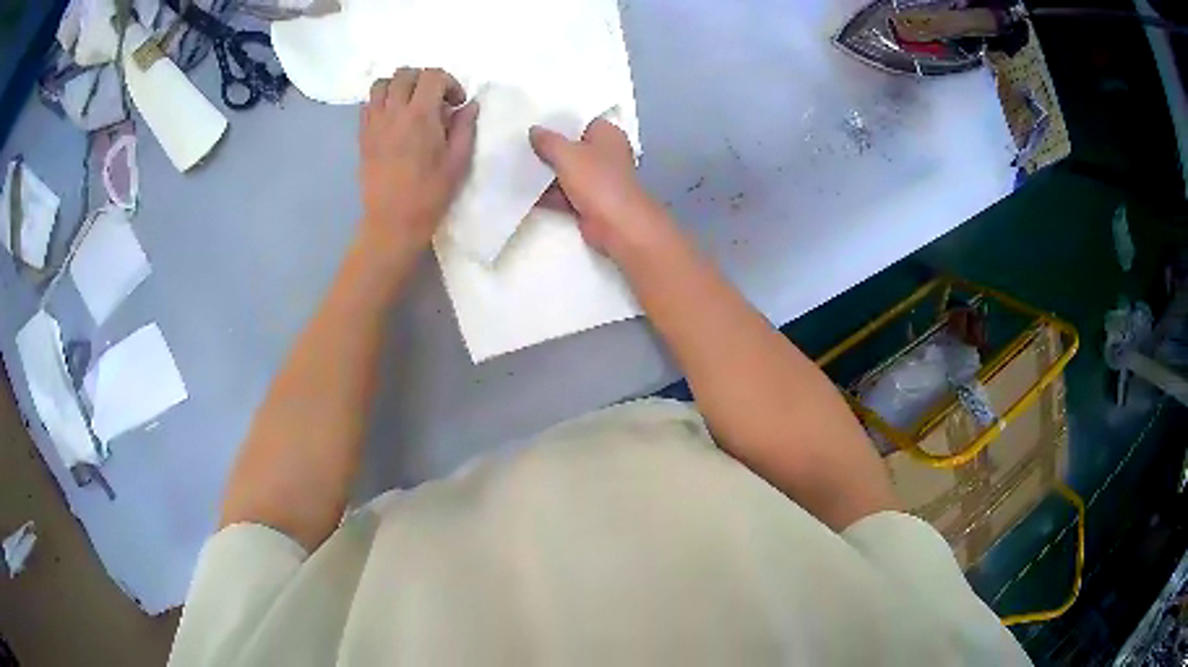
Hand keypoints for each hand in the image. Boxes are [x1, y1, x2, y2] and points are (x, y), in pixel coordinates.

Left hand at [359, 67, 478, 258]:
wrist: (392, 222)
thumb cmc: (430, 194)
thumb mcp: (458, 161)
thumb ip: (464, 127)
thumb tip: (469, 106)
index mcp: (421, 116)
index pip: (433, 75)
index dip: (449, 83)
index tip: (456, 103)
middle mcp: (394, 112)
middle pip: (405, 73)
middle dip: (424, 79)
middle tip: (434, 100)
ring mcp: (374, 123)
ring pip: (381, 84)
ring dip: (398, 86)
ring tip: (410, 104)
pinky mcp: (362, 136)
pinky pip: (367, 105)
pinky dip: (381, 102)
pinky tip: (393, 119)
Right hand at [530, 119, 668, 259]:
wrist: (615, 224)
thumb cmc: (596, 180)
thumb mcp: (567, 154)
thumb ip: (548, 141)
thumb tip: (534, 131)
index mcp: (608, 134)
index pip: (582, 122)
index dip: (560, 122)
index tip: (535, 122)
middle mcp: (605, 154)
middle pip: (572, 147)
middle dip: (548, 148)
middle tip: (519, 142)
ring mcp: (598, 179)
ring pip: (567, 171)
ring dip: (546, 172)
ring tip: (515, 164)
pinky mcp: (589, 201)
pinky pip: (564, 193)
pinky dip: (548, 193)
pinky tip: (523, 190)